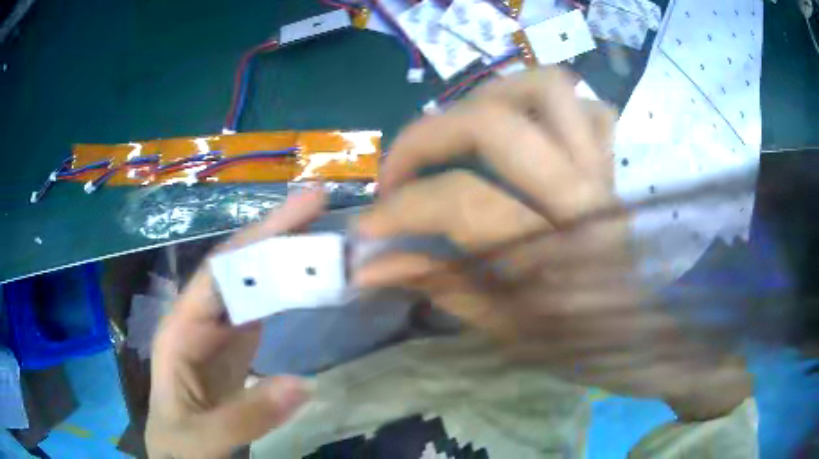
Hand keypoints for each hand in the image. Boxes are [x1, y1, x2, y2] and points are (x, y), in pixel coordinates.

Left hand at [146, 190, 323, 458]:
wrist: (179, 453)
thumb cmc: (179, 442)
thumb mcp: (202, 437)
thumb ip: (245, 417)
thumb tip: (304, 384)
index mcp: (180, 329)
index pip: (217, 272)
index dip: (256, 239)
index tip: (300, 210)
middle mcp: (199, 318)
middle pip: (236, 266)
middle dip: (274, 232)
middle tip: (319, 202)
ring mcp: (219, 331)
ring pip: (251, 282)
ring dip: (283, 255)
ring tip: (322, 233)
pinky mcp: (236, 345)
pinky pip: (262, 308)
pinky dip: (286, 288)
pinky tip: (308, 276)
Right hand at [355, 68, 750, 418]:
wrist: (642, 339)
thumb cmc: (577, 349)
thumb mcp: (503, 333)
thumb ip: (438, 287)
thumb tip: (371, 266)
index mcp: (558, 257)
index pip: (461, 204)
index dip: (400, 210)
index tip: (366, 227)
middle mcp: (584, 199)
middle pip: (495, 126)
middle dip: (425, 137)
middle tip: (397, 168)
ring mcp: (603, 173)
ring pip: (549, 89)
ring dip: (487, 96)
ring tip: (455, 129)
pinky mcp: (613, 166)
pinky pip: (588, 107)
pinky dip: (551, 106)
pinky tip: (525, 132)